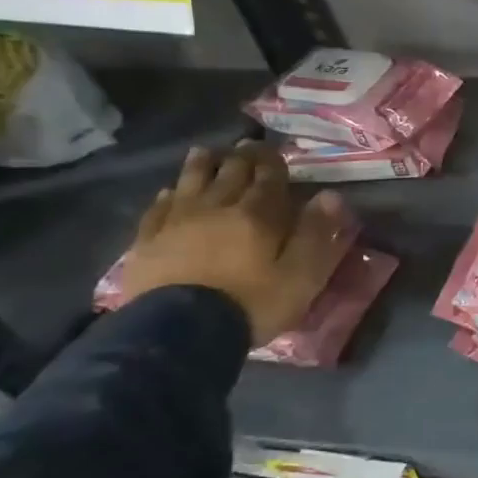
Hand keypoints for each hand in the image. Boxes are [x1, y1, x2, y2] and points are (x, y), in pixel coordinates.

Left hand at [122, 141, 351, 346]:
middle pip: (230, 174)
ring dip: (202, 165)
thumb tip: (330, 195)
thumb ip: (317, 233)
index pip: (268, 179)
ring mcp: (177, 223)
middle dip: (241, 157)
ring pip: (191, 183)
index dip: (273, 163)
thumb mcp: (302, 274)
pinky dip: (168, 195)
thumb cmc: (252, 303)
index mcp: (258, 215)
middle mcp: (217, 208)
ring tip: (206, 151)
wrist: (179, 332)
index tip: (276, 150)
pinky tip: (170, 191)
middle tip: (246, 144)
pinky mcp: (148, 242)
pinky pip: (158, 209)